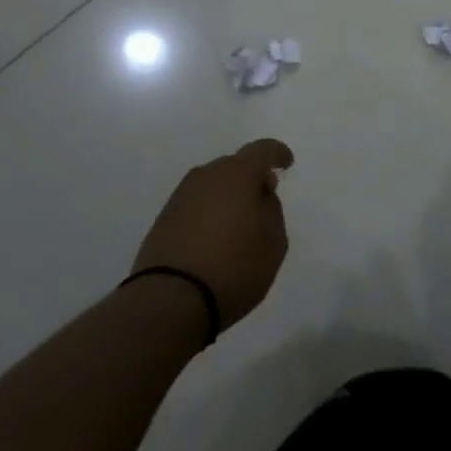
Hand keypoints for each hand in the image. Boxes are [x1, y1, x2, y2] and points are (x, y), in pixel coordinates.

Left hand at [133, 139, 294, 331]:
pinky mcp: (163, 219)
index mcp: (237, 174)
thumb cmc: (234, 267)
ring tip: (238, 223)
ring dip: (227, 197)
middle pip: (234, 166)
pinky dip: (208, 213)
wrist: (169, 300)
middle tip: (262, 200)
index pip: (262, 150)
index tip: (286, 163)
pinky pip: (195, 205)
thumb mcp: (273, 243)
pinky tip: (214, 237)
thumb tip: (260, 194)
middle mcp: (206, 176)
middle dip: (250, 178)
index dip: (277, 153)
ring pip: (212, 186)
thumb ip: (272, 210)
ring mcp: (180, 196)